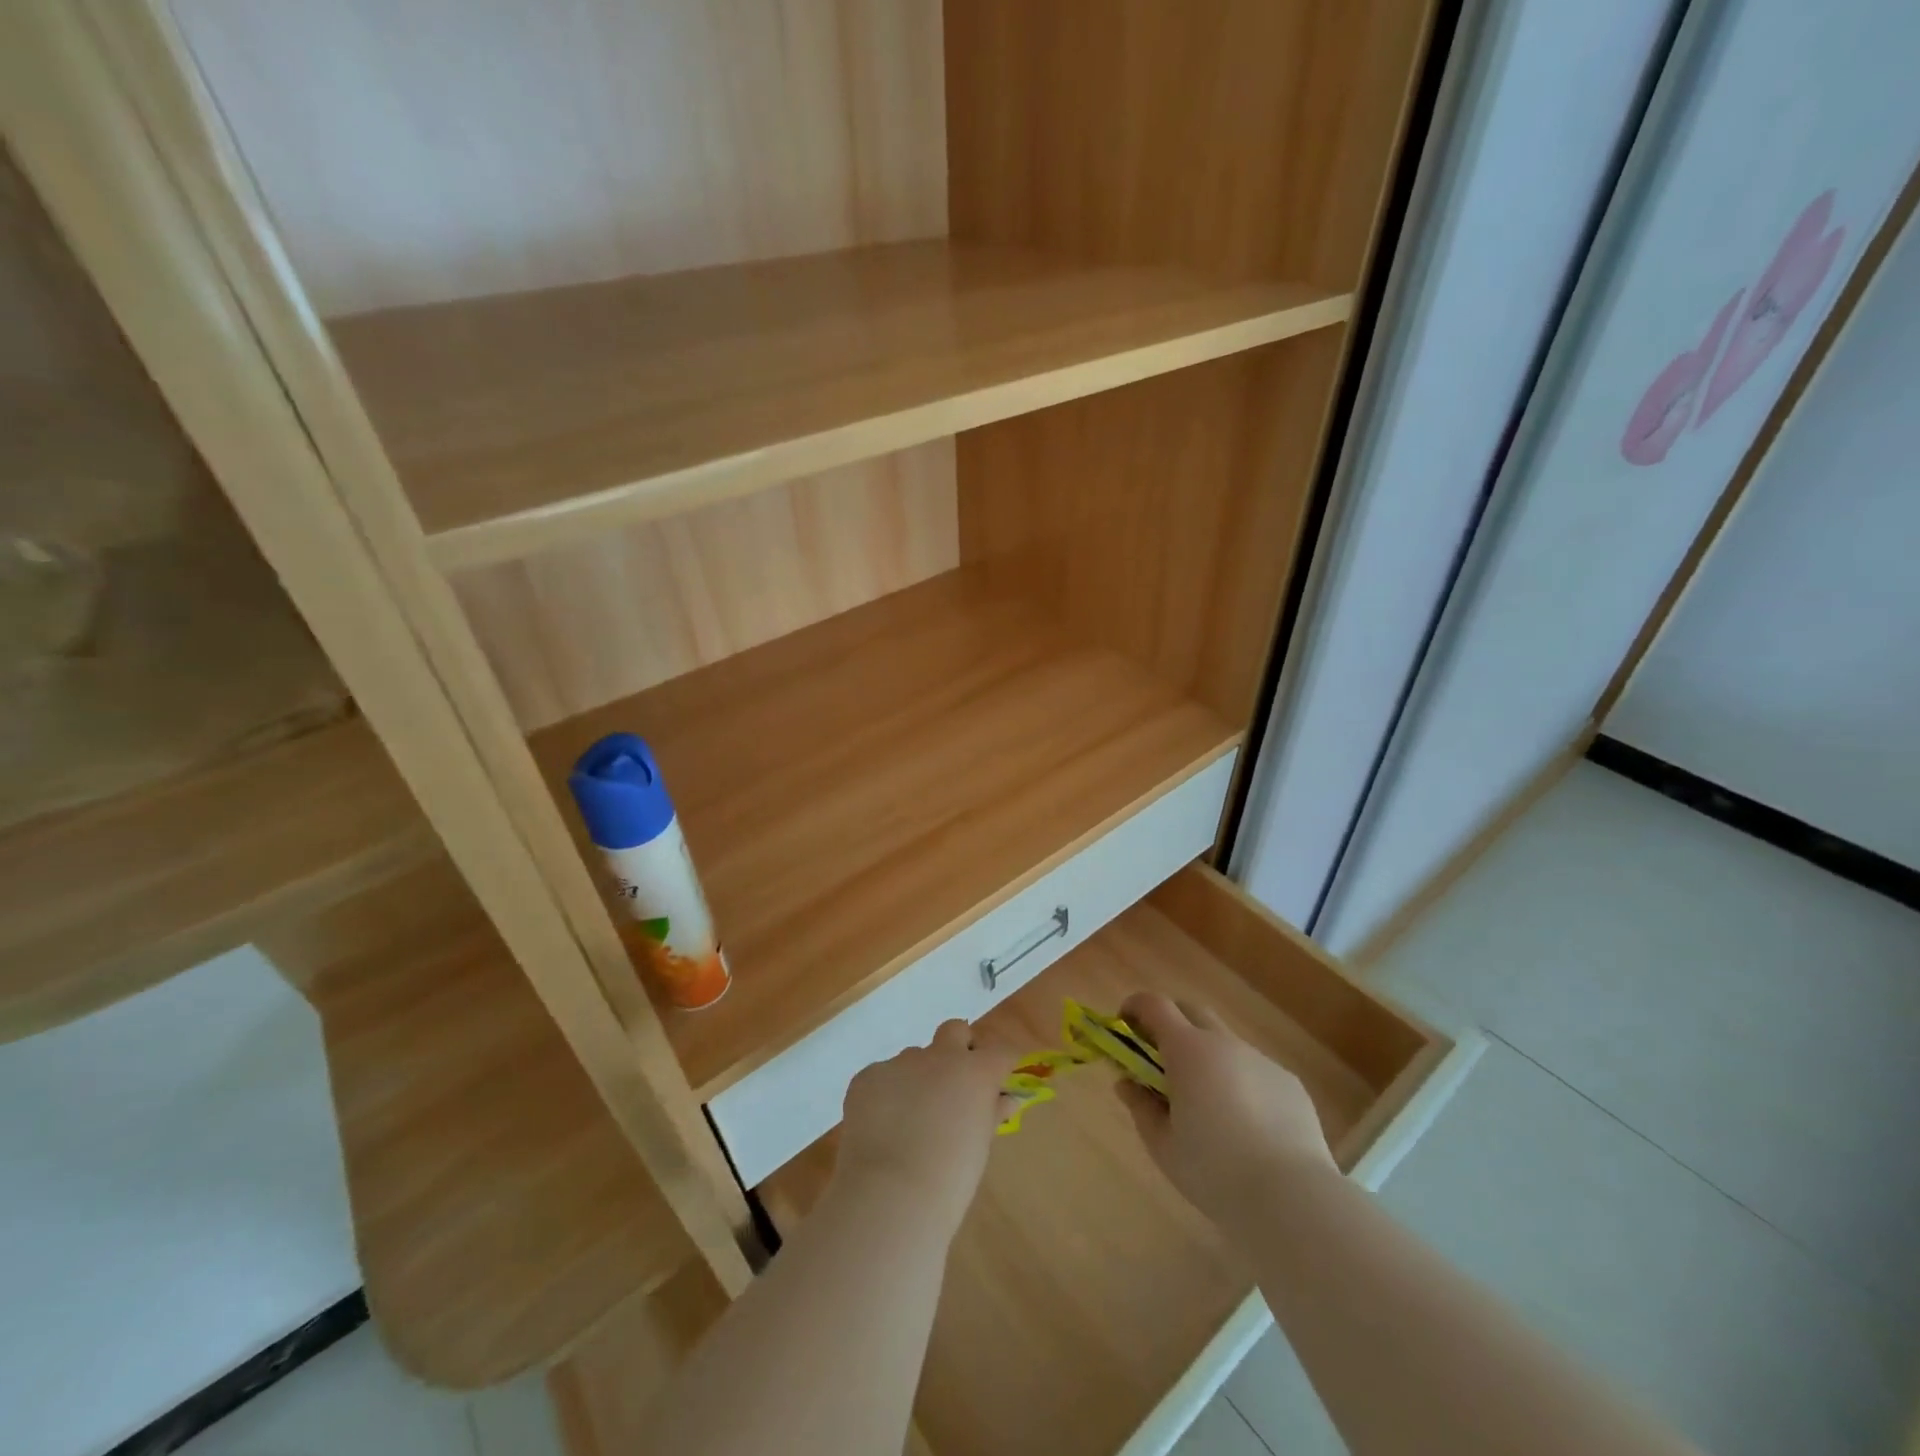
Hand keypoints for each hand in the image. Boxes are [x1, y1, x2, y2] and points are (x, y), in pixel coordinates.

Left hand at [834, 1020, 1019, 1234]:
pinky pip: (882, 1077)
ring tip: (909, 1120)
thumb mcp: (980, 1147)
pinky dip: (886, 1095)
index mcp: (975, 1072)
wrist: (890, 1195)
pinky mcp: (868, 1075)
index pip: (1000, 1052)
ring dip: (918, 1077)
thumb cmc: (949, 1180)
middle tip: (953, 1084)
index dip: (1001, 1065)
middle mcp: (940, 1057)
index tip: (997, 1082)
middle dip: (958, 1048)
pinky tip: (881, 1128)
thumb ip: (991, 1114)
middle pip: (955, 1030)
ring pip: (914, 1057)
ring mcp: (900, 1063)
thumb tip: (1004, 1099)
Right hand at [1115, 992, 1336, 1230]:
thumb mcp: (1162, 1145)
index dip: (1135, 1008)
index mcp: (1188, 1050)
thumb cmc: (1214, 1170)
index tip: (1124, 1027)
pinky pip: (1254, 1070)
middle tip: (1160, 1058)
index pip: (1154, 1005)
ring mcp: (1260, 1060)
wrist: (1292, 1198)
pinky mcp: (1288, 1083)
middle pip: (1191, 1011)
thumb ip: (1140, 1106)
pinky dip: (1239, 1082)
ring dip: (1207, 1056)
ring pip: (1225, 1042)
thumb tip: (1126, 1082)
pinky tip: (1246, 1125)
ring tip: (1206, 1102)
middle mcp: (1225, 1043)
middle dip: (1170, 1023)